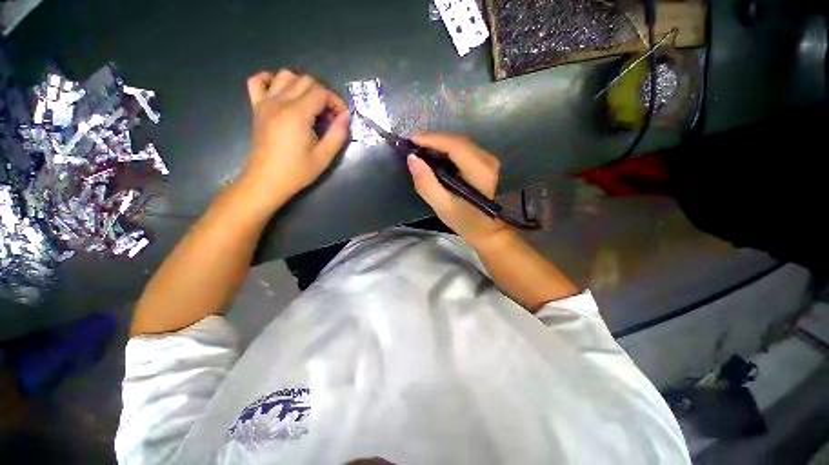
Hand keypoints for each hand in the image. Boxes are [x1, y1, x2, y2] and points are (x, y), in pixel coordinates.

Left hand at [238, 69, 349, 210]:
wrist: (267, 180)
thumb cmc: (297, 171)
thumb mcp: (324, 156)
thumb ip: (338, 134)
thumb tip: (345, 117)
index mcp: (297, 114)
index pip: (321, 92)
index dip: (336, 102)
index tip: (342, 118)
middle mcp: (280, 101)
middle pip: (305, 80)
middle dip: (323, 94)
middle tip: (329, 115)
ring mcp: (265, 102)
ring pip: (284, 75)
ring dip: (302, 85)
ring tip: (310, 105)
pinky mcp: (256, 108)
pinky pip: (257, 81)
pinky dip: (270, 80)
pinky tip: (281, 91)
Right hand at [406, 133, 511, 247]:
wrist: (485, 229)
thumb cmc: (464, 221)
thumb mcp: (442, 206)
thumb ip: (426, 183)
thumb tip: (412, 158)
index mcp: (479, 171)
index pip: (455, 146)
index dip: (432, 139)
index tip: (410, 140)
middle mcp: (487, 159)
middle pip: (456, 141)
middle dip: (432, 139)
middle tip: (410, 144)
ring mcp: (487, 159)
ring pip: (458, 143)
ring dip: (437, 143)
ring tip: (418, 148)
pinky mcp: (483, 162)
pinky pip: (461, 149)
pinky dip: (445, 149)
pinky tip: (432, 154)